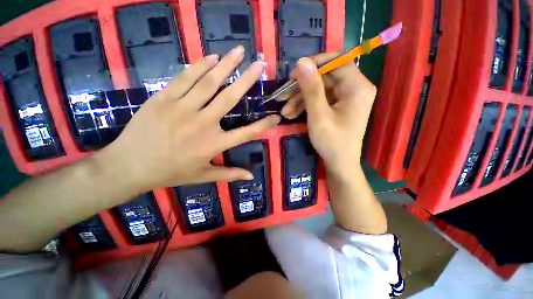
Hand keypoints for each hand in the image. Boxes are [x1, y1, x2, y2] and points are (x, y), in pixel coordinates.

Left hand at [102, 46, 279, 191]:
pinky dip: (200, 66)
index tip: (276, 117)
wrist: (130, 166)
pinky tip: (211, 57)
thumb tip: (250, 177)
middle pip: (229, 98)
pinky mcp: (164, 99)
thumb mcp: (203, 177)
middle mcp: (203, 123)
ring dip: (226, 65)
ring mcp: (182, 108)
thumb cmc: (170, 172)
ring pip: (208, 83)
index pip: (246, 133)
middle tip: (259, 65)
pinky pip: (185, 78)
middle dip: (247, 80)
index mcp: (214, 144)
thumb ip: (229, 174)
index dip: (263, 125)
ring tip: (239, 52)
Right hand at [282, 56, 385, 233]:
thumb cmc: (332, 142)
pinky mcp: (337, 107)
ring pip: (319, 90)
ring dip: (300, 99)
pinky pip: (320, 100)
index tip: (295, 73)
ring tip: (284, 112)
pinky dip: (305, 106)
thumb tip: (302, 62)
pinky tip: (291, 114)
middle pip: (325, 77)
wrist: (339, 164)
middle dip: (301, 88)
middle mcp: (354, 89)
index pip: (337, 61)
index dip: (315, 64)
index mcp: (357, 87)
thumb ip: (311, 88)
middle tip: (283, 96)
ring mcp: (345, 98)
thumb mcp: (318, 115)